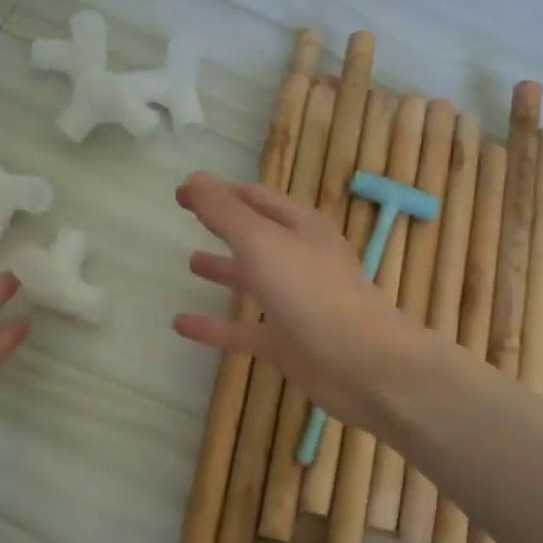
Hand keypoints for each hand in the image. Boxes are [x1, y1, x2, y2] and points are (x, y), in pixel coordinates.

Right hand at [173, 172, 424, 430]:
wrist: (361, 364)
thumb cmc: (312, 292)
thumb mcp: (262, 242)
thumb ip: (225, 212)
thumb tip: (193, 179)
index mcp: (301, 228)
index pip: (255, 199)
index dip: (219, 192)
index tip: (183, 192)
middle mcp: (300, 261)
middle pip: (256, 236)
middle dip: (224, 225)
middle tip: (188, 217)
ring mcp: (295, 304)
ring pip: (253, 281)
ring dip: (224, 271)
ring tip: (190, 262)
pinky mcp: (286, 343)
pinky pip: (243, 331)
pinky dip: (214, 327)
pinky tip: (181, 325)